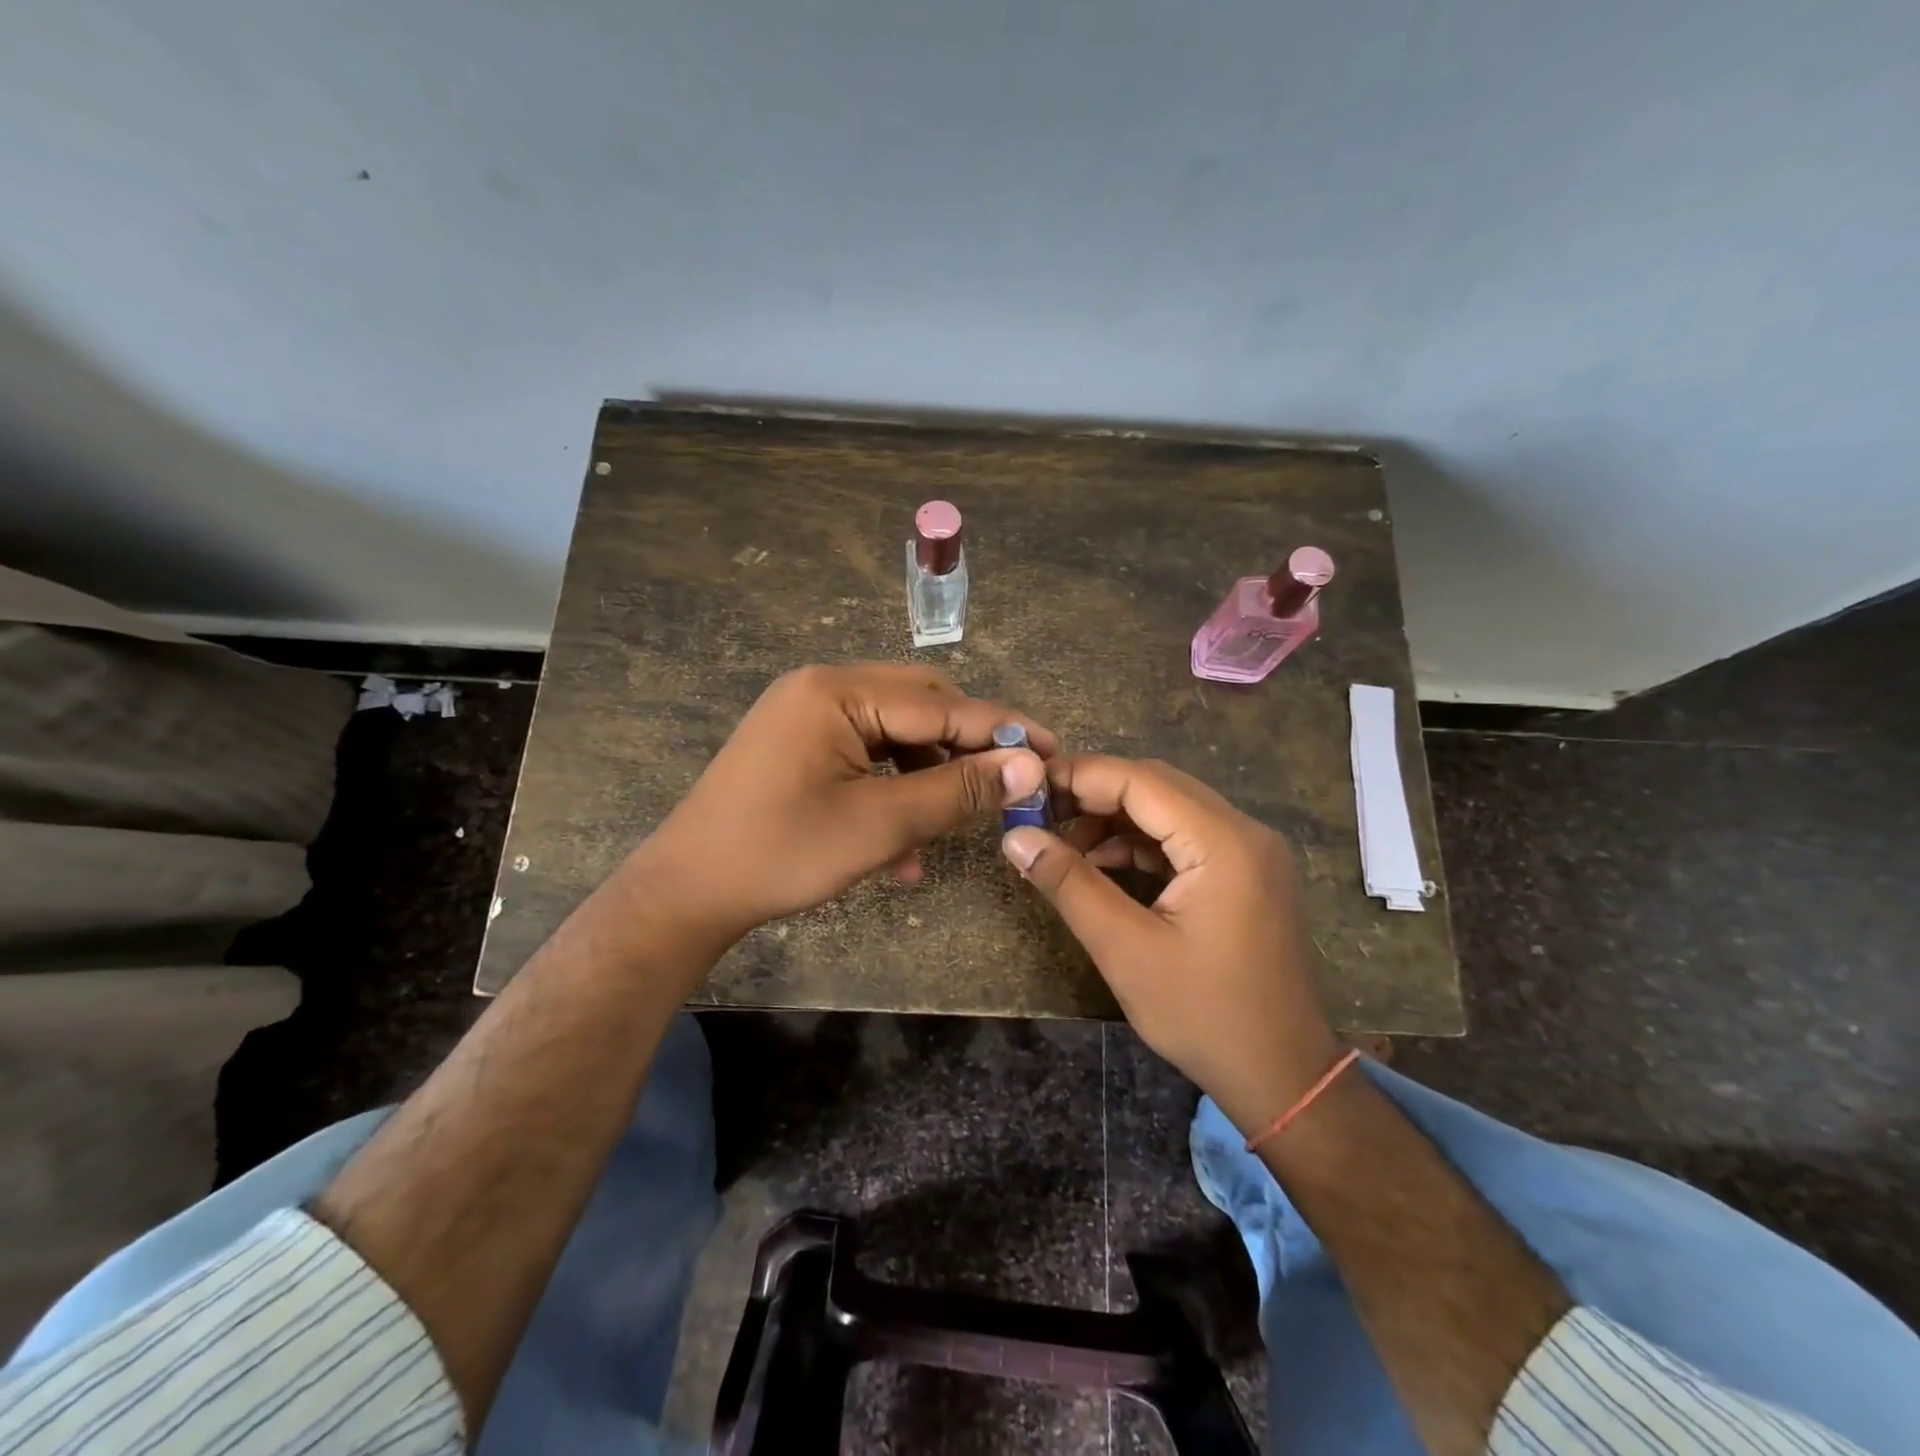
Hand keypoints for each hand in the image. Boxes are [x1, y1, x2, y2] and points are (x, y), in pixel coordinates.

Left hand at [633, 663, 1052, 952]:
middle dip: (963, 750)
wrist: (687, 892)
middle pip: (918, 708)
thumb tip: (1027, 768)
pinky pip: (864, 757)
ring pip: (894, 736)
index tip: (1050, 750)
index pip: (940, 704)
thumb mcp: (880, 825)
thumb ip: (958, 791)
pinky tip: (903, 850)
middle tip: (1008, 786)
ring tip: (951, 828)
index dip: (1000, 730)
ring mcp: (807, 716)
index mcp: (837, 691)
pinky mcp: (800, 746)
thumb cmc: (782, 853)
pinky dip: (891, 791)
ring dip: (928, 779)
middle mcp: (822, 688)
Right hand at [999, 755, 1341, 1136]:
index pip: (1140, 780)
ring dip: (1115, 818)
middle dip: (1094, 794)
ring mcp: (1251, 852)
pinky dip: (1141, 842)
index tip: (1027, 788)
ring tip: (1064, 844)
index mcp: (1223, 843)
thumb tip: (1015, 837)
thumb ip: (1069, 884)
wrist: (1284, 1076)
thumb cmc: (1204, 1016)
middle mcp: (1244, 832)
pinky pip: (1185, 837)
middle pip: (1157, 786)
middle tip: (1040, 813)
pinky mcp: (1246, 873)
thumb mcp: (1125, 950)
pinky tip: (1103, 864)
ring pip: (1170, 809)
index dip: (1079, 776)